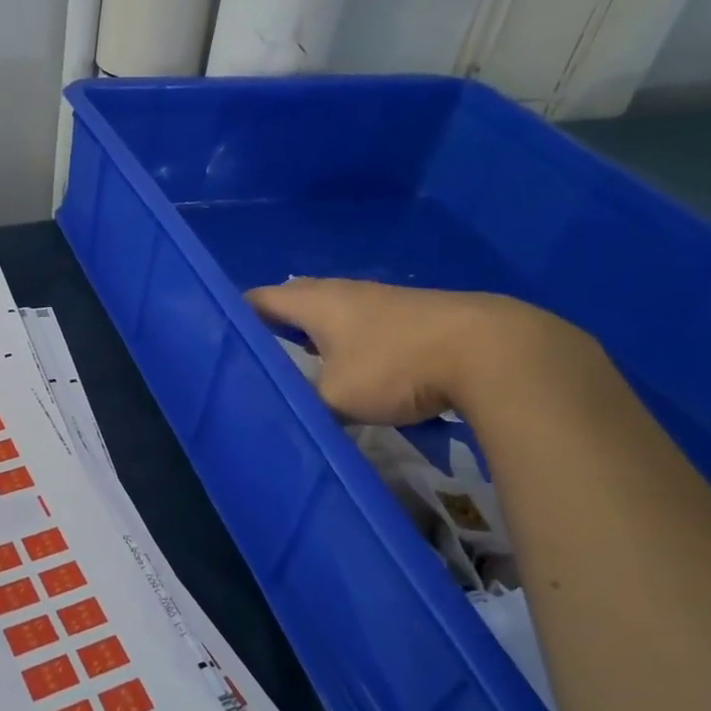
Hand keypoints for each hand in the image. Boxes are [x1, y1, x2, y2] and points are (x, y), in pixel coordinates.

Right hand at [245, 278, 567, 424]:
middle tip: (257, 353)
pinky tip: (354, 369)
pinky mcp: (415, 317)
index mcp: (317, 302)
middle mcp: (346, 293)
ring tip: (301, 364)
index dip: (235, 316)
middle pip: (297, 301)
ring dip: (315, 335)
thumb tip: (285, 417)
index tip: (219, 338)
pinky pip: (364, 326)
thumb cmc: (396, 366)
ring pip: (335, 314)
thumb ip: (304, 405)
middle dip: (275, 325)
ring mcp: (384, 301)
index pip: (260, 299)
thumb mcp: (335, 398)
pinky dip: (348, 343)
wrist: (491, 351)